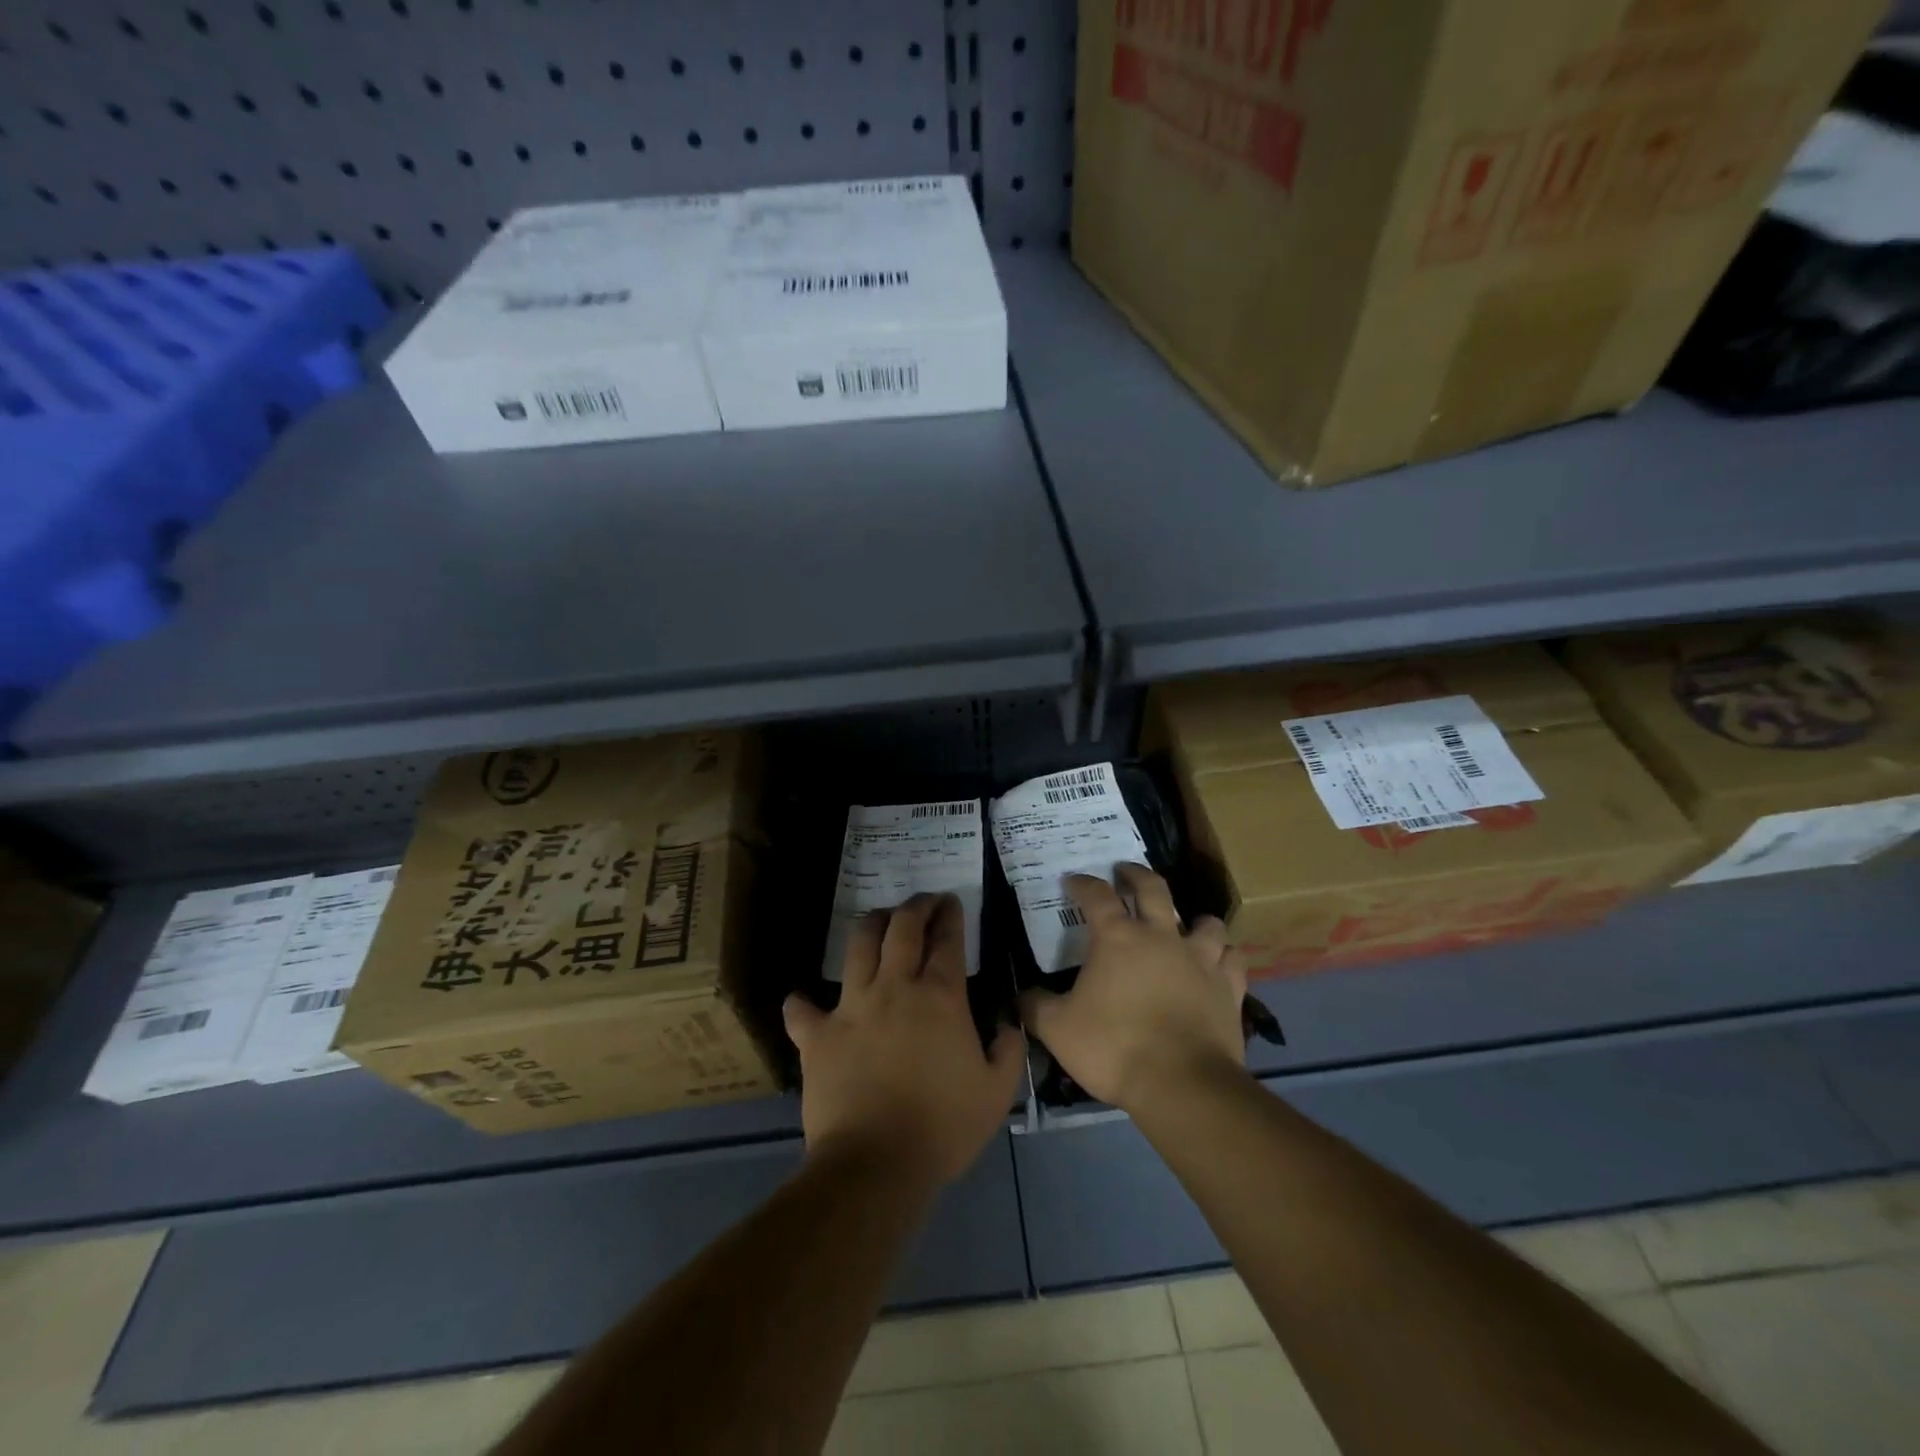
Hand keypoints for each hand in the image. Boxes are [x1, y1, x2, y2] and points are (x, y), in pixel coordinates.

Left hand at [784, 894, 1025, 1193]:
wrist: (876, 1164)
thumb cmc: (943, 1127)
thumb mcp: (997, 1093)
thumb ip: (1008, 1050)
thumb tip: (1007, 1024)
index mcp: (939, 997)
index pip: (946, 940)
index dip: (950, 916)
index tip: (951, 902)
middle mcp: (894, 987)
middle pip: (902, 927)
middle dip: (915, 906)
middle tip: (923, 901)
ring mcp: (851, 1007)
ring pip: (857, 946)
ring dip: (870, 926)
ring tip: (878, 921)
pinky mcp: (817, 1035)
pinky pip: (802, 1009)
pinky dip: (803, 1003)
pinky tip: (804, 1002)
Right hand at [1019, 865, 1248, 1112]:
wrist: (1181, 1084)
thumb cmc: (1114, 1048)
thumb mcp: (1058, 1029)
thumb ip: (1036, 1007)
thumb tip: (1019, 996)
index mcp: (1117, 938)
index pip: (1096, 896)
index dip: (1083, 884)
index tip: (1073, 880)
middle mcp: (1161, 937)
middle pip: (1153, 889)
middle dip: (1137, 875)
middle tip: (1126, 871)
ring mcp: (1200, 959)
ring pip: (1205, 922)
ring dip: (1194, 919)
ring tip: (1185, 924)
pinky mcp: (1229, 987)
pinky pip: (1233, 960)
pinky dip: (1225, 957)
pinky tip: (1219, 964)